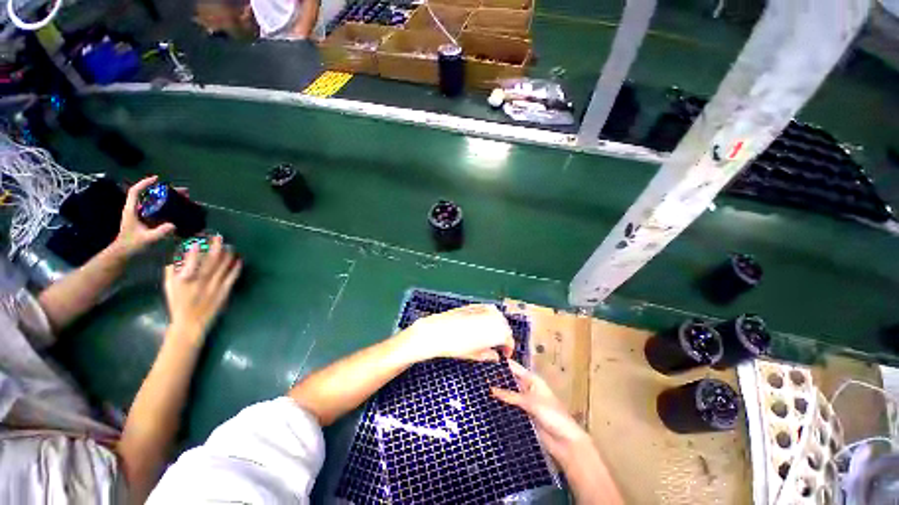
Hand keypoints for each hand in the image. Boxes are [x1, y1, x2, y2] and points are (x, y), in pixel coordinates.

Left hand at [114, 176, 176, 256]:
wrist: (124, 254)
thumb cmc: (132, 246)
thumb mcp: (147, 239)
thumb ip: (160, 232)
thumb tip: (174, 225)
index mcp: (132, 210)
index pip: (135, 192)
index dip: (145, 183)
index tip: (157, 179)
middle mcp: (137, 210)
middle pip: (150, 195)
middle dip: (166, 191)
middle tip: (183, 192)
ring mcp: (142, 216)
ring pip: (155, 203)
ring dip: (170, 200)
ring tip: (185, 200)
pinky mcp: (147, 222)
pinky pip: (159, 211)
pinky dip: (169, 208)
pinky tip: (179, 211)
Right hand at [164, 235, 241, 342]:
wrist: (190, 323)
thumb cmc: (178, 304)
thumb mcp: (169, 287)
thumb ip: (171, 271)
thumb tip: (177, 257)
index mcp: (184, 280)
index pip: (190, 262)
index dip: (195, 250)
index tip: (199, 241)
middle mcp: (200, 282)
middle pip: (210, 261)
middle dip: (215, 247)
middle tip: (219, 237)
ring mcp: (214, 287)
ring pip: (223, 267)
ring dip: (228, 255)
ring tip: (230, 246)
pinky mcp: (224, 292)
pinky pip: (232, 277)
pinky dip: (236, 268)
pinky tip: (239, 260)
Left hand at [400, 304, 514, 362]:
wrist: (437, 331)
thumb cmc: (456, 345)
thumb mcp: (474, 354)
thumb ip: (488, 355)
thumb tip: (496, 357)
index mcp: (496, 330)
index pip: (509, 338)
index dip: (509, 347)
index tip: (506, 353)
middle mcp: (493, 316)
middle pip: (504, 326)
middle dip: (503, 336)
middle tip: (498, 346)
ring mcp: (483, 308)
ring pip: (497, 316)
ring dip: (497, 325)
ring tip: (489, 336)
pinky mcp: (474, 305)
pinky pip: (488, 310)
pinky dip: (489, 317)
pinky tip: (482, 325)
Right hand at [491, 360, 590, 463]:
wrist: (565, 442)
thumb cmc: (553, 416)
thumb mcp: (531, 402)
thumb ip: (511, 396)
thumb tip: (492, 389)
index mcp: (532, 380)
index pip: (515, 367)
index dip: (502, 364)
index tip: (486, 360)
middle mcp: (528, 388)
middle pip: (510, 380)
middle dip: (498, 378)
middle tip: (479, 375)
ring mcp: (526, 402)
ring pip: (509, 394)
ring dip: (499, 392)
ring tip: (481, 388)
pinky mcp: (524, 415)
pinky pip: (511, 406)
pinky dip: (502, 405)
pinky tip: (490, 404)